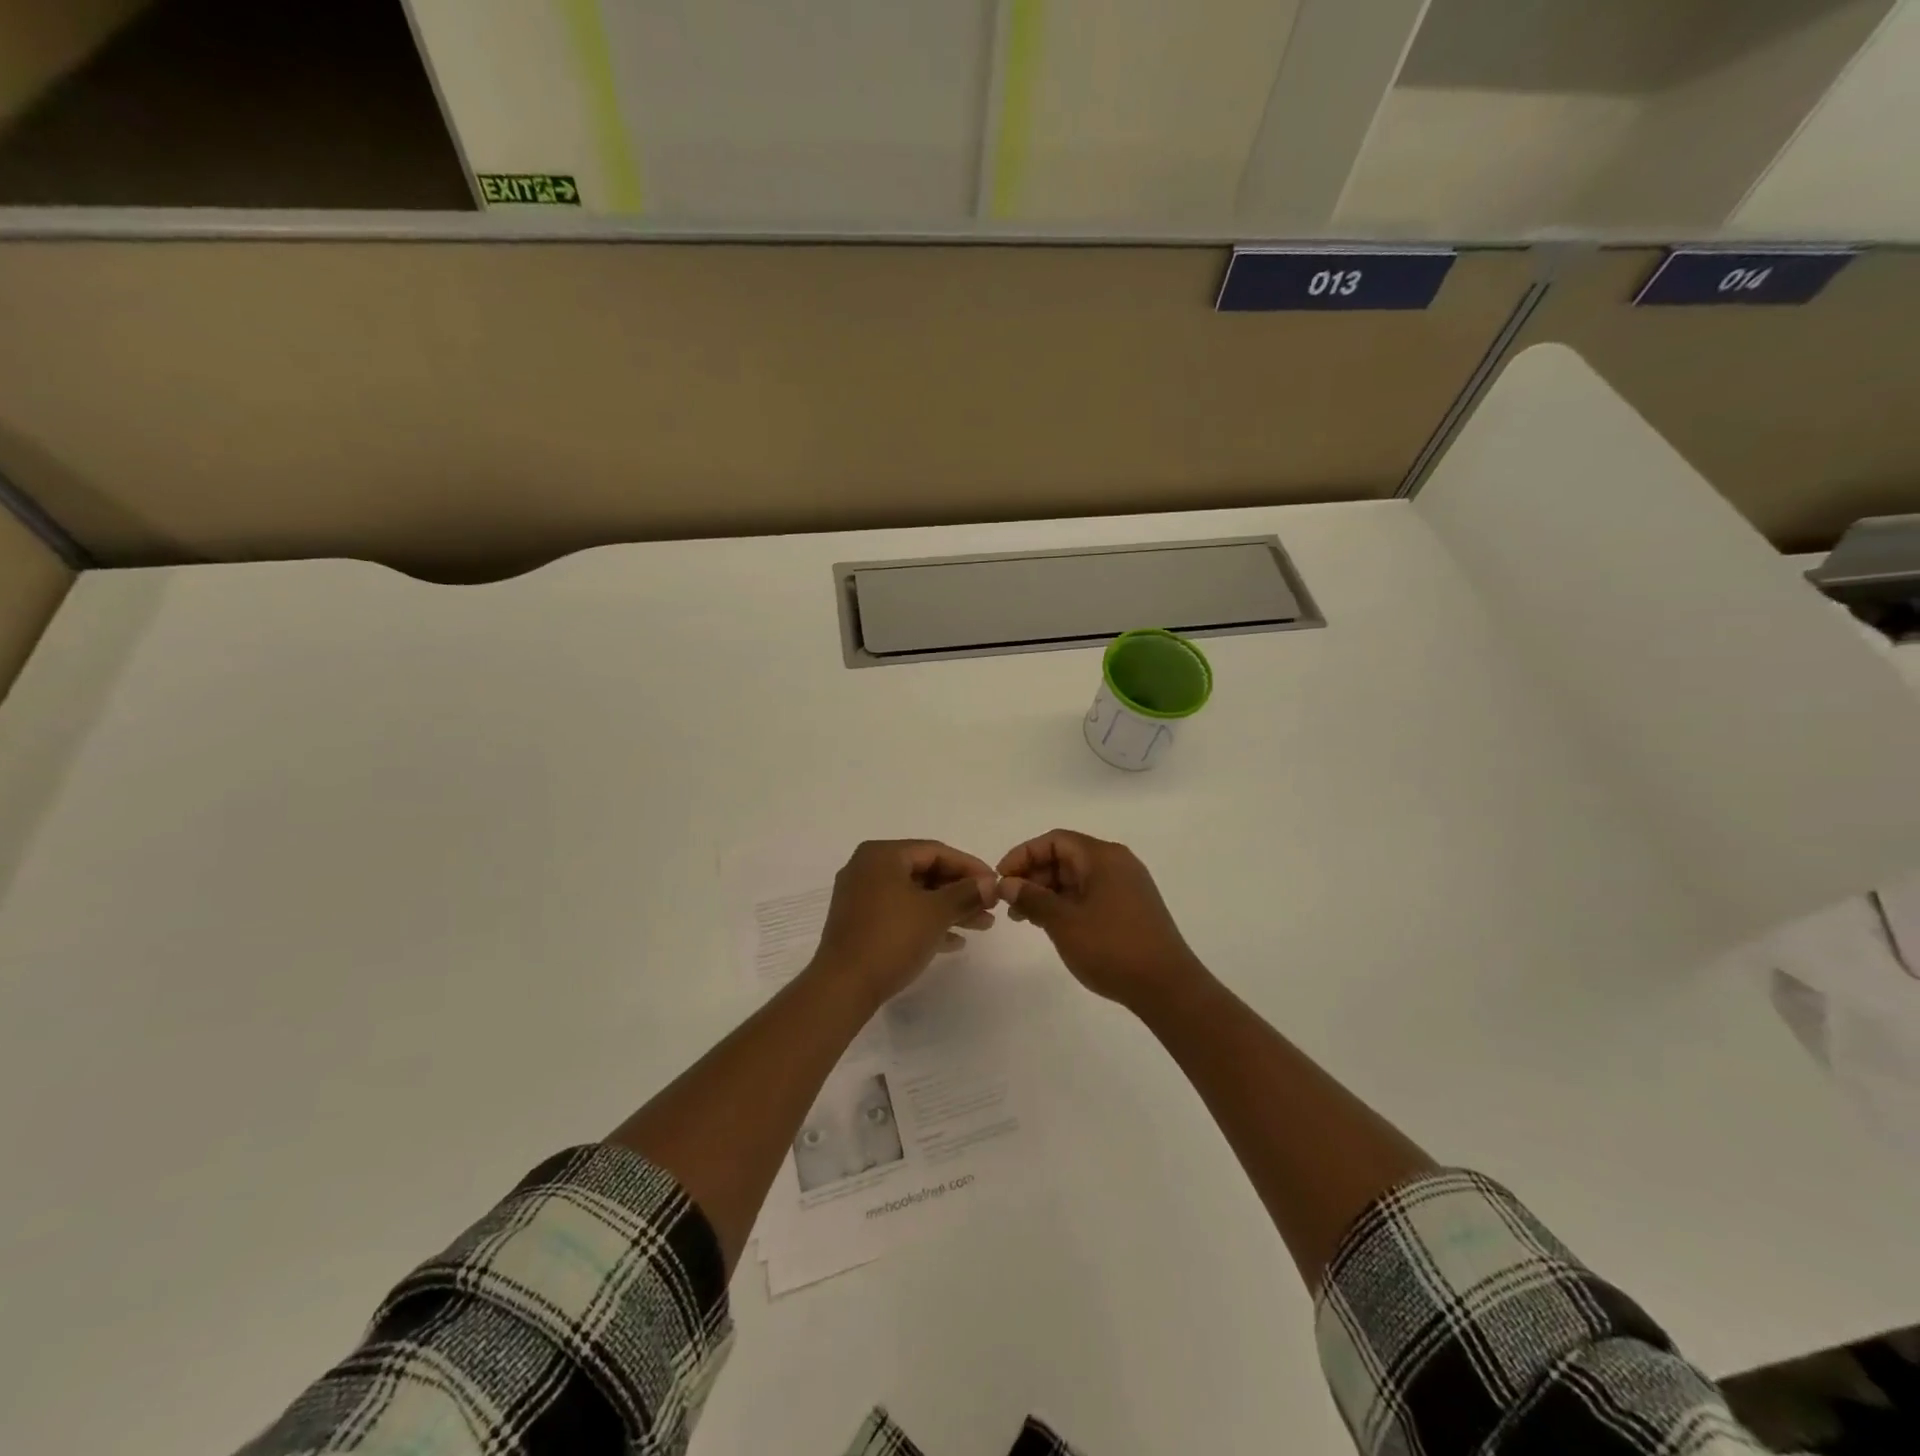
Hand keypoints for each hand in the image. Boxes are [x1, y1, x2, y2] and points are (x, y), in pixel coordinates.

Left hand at [809, 840, 998, 1009]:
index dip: (970, 866)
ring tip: (983, 926)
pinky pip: (901, 914)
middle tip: (991, 907)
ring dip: (949, 909)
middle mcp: (868, 868)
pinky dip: (927, 923)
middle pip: (925, 872)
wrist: (843, 987)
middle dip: (961, 891)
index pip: (935, 851)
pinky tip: (955, 942)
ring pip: (915, 895)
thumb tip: (991, 883)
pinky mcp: (860, 923)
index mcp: (882, 855)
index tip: (996, 884)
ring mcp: (861, 897)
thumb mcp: (936, 913)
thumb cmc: (892, 938)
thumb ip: (966, 893)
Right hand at [997, 829, 1202, 1008]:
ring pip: (1077, 877)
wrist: (1167, 987)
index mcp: (1103, 857)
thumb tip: (1007, 884)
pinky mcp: (1131, 907)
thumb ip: (1032, 898)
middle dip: (1034, 875)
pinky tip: (1051, 924)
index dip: (1023, 855)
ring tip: (1024, 918)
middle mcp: (1117, 863)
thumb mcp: (1063, 922)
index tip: (1001, 879)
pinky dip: (1067, 903)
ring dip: (1048, 892)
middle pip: (1066, 856)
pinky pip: (1091, 893)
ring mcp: (1127, 885)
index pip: (1054, 840)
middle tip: (1009, 903)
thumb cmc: (1112, 948)